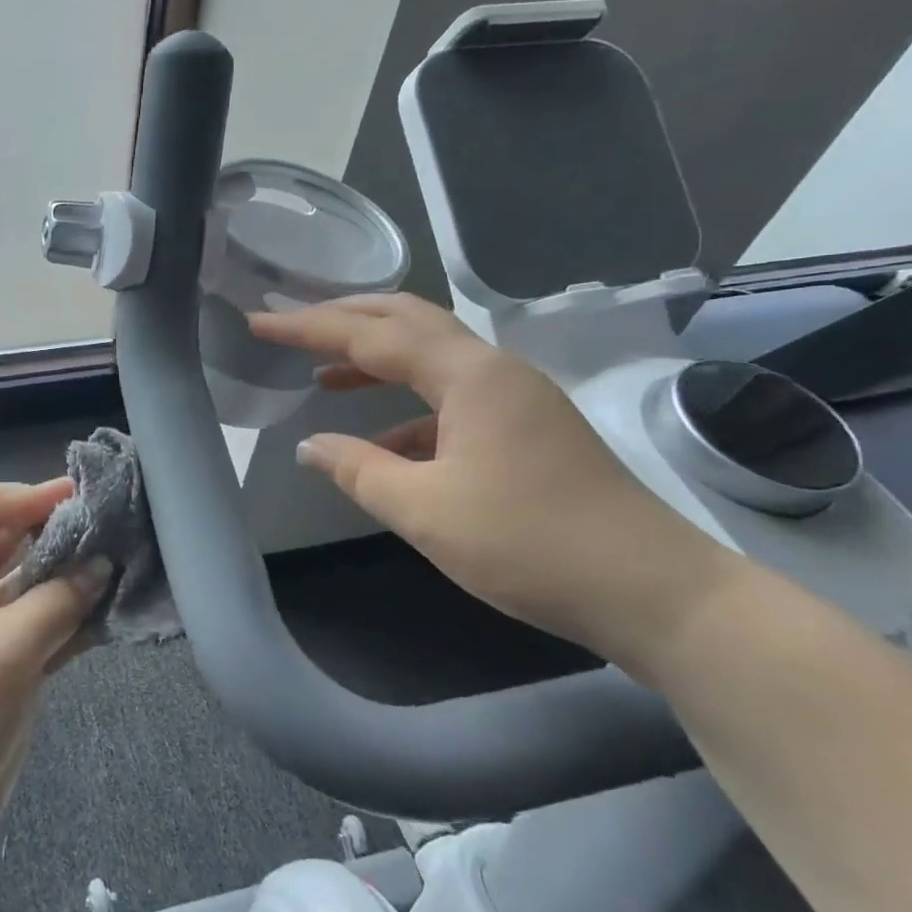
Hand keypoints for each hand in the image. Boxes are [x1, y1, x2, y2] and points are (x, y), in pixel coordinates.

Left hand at [0, 480, 109, 864]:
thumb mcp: (7, 648)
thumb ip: (60, 600)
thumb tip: (102, 565)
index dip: (30, 495)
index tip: (83, 498)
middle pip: (12, 541)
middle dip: (58, 532)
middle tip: (114, 526)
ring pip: (33, 585)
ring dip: (73, 576)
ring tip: (124, 563)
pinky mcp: (5, 665)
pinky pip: (44, 625)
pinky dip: (74, 618)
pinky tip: (114, 611)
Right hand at [249, 294, 743, 677]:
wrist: (653, 592)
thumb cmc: (530, 544)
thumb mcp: (425, 511)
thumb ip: (358, 471)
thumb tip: (309, 446)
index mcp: (468, 375)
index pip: (370, 335)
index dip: (308, 327)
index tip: (259, 323)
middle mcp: (493, 369)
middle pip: (407, 321)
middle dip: (344, 319)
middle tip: (291, 325)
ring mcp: (516, 396)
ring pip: (431, 356)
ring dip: (375, 358)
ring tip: (322, 376)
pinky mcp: (527, 427)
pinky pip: (452, 397)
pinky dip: (407, 405)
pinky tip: (382, 438)